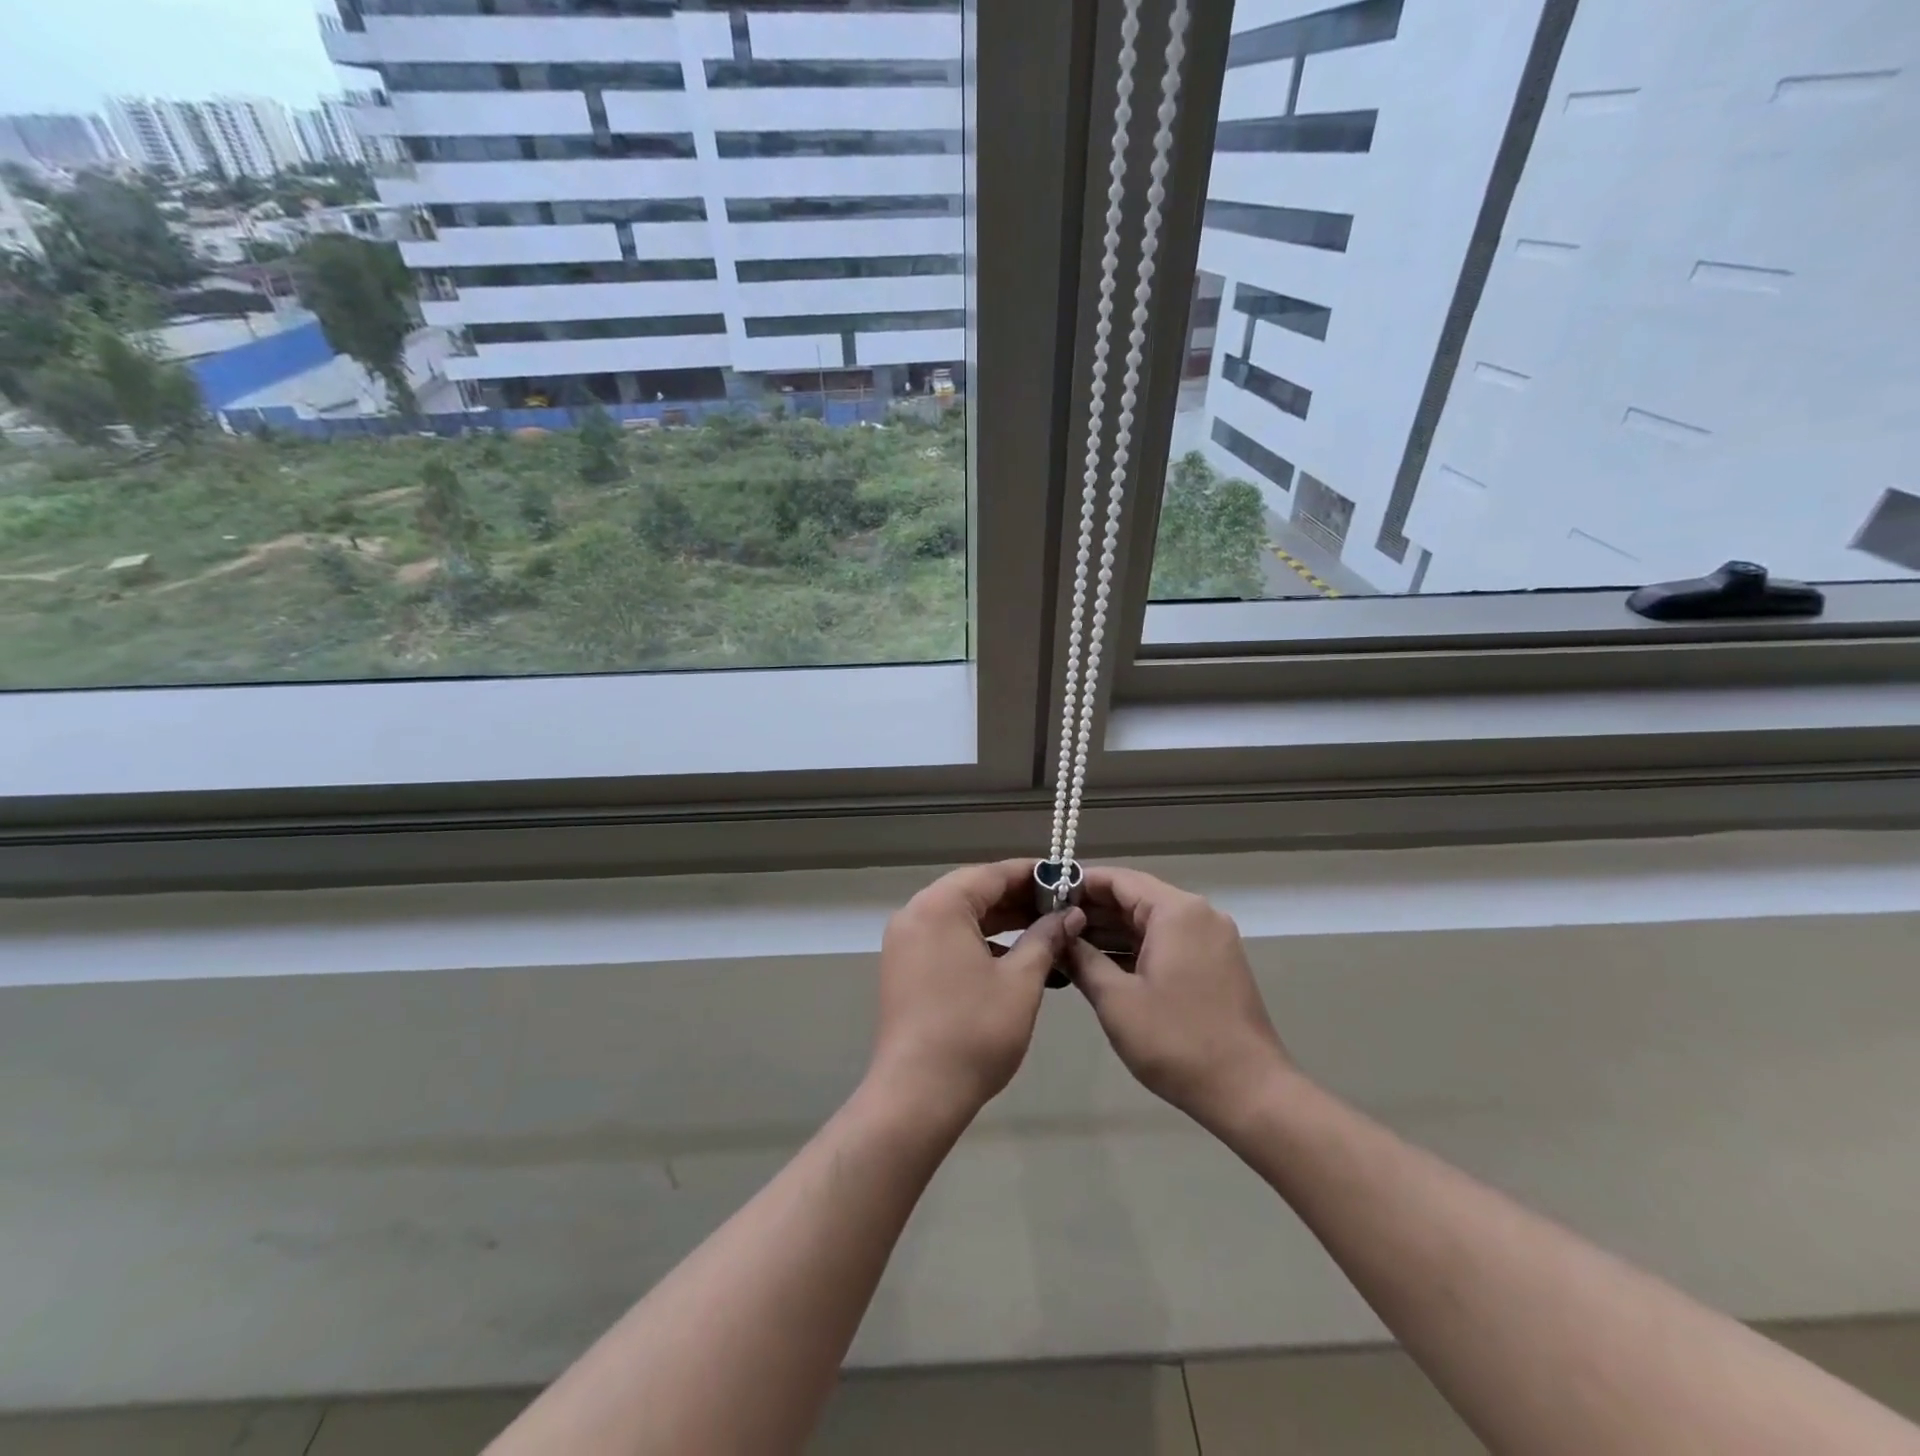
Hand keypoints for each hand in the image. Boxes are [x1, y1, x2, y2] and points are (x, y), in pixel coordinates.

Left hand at [869, 860, 1085, 1119]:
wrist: (917, 1093)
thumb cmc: (975, 1031)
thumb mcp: (1021, 981)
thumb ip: (1046, 938)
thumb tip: (1070, 915)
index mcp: (940, 906)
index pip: (992, 874)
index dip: (1032, 874)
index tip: (1065, 878)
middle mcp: (915, 914)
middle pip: (973, 891)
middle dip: (1017, 898)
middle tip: (1060, 906)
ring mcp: (905, 941)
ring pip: (959, 915)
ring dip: (999, 920)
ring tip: (1043, 929)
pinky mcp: (903, 967)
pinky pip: (945, 937)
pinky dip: (978, 940)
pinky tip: (1011, 955)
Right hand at [1067, 867, 1292, 1132]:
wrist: (1249, 1092)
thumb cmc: (1176, 1041)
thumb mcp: (1116, 1000)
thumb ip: (1082, 959)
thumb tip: (1059, 937)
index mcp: (1176, 911)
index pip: (1119, 879)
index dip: (1079, 884)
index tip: (1043, 896)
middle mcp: (1198, 914)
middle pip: (1136, 897)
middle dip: (1092, 909)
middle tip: (1049, 924)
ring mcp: (1211, 939)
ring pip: (1151, 921)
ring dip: (1112, 931)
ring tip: (1066, 944)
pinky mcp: (1215, 963)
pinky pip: (1167, 941)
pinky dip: (1135, 947)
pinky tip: (1102, 964)